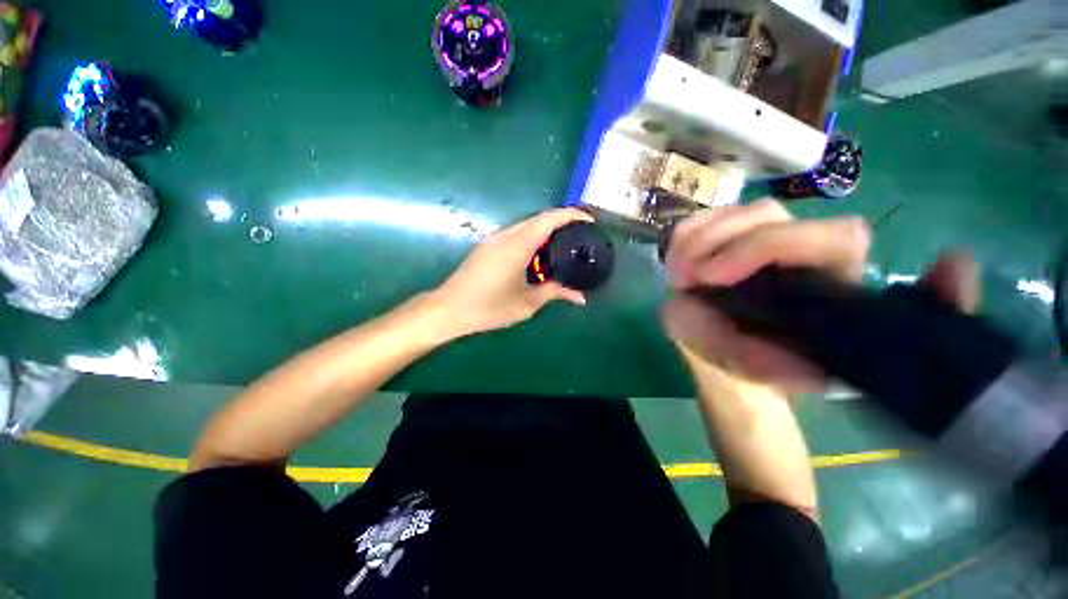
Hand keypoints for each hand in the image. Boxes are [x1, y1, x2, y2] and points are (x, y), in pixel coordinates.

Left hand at [430, 208, 591, 336]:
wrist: (449, 309)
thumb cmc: (488, 307)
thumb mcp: (526, 303)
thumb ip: (554, 293)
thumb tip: (580, 297)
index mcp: (517, 245)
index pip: (548, 219)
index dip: (571, 215)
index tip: (590, 221)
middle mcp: (506, 235)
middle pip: (539, 219)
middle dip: (562, 222)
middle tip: (581, 235)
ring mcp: (495, 239)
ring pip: (527, 225)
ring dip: (547, 230)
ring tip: (565, 245)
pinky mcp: (489, 246)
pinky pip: (517, 234)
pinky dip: (534, 238)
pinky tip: (541, 255)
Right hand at [662, 199, 979, 391]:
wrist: (731, 363)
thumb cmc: (769, 368)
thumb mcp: (797, 374)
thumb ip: (829, 350)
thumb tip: (932, 287)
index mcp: (831, 274)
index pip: (828, 236)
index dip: (765, 247)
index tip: (715, 280)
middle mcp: (798, 246)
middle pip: (765, 213)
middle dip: (719, 242)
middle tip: (686, 280)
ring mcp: (757, 238)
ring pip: (731, 212)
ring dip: (697, 240)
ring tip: (678, 276)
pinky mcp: (724, 240)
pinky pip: (702, 222)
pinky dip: (685, 236)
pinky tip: (676, 262)